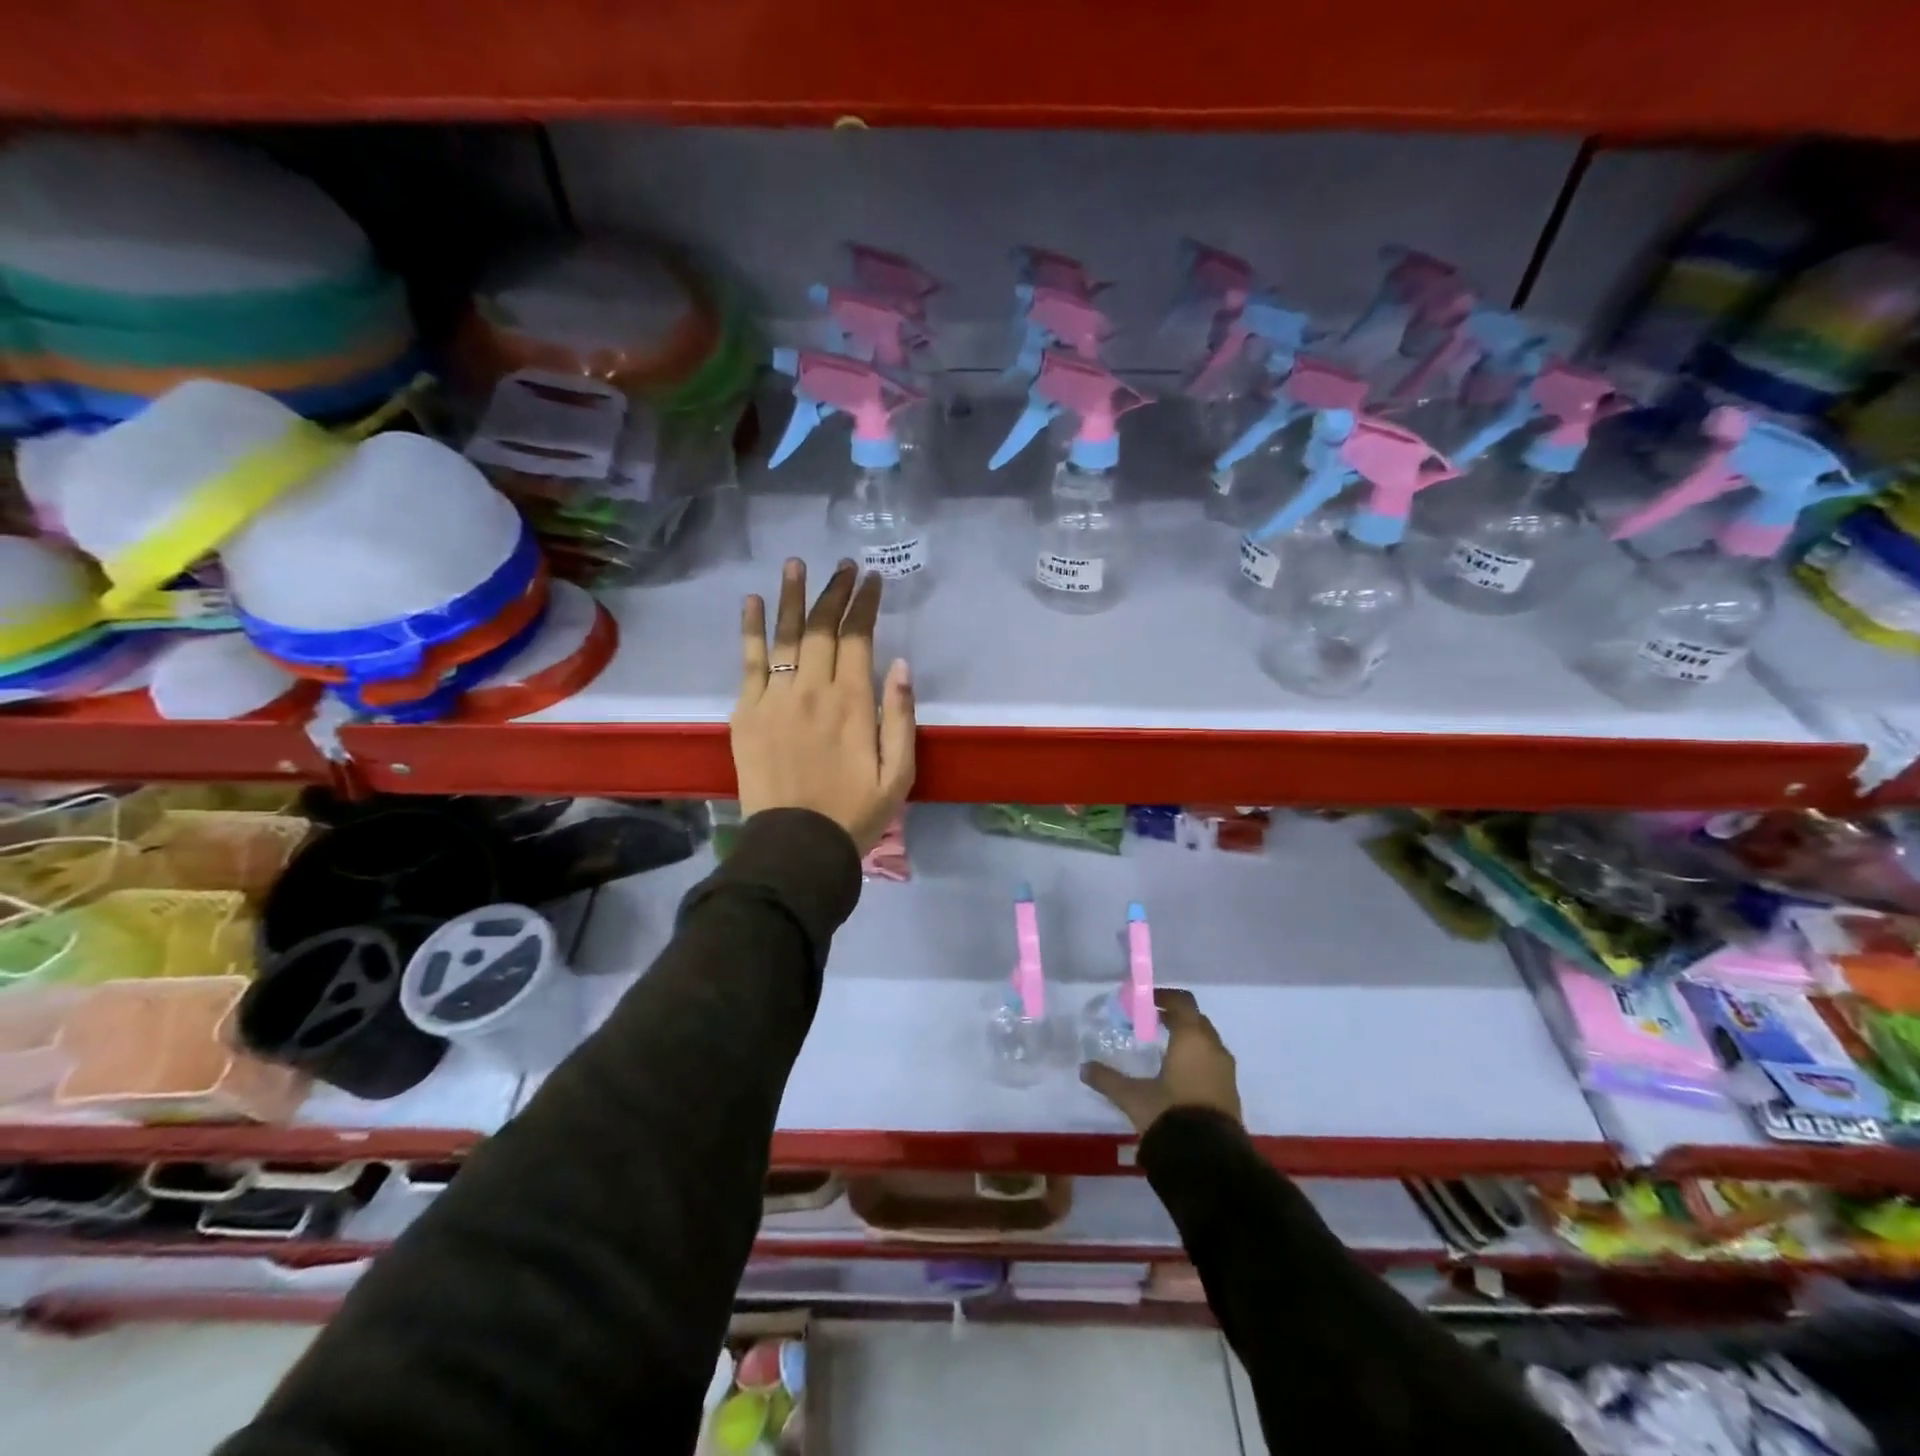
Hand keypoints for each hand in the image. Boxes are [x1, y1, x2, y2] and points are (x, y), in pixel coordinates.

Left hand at [731, 558, 915, 855]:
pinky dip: (751, 629)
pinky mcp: (746, 712)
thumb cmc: (854, 813)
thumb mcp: (899, 774)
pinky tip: (753, 601)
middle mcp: (812, 690)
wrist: (796, 846)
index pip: (858, 638)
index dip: (864, 604)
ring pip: (785, 636)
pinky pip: (749, 662)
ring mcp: (774, 698)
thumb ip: (900, 717)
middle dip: (834, 592)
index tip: (872, 579)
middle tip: (843, 567)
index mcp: (853, 703)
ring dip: (792, 596)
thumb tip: (899, 665)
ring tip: (796, 564)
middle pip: (821, 628)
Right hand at [1080, 989, 1241, 1134]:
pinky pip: (1213, 1063)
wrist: (1209, 1161)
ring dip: (1188, 1039)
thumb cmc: (1170, 1115)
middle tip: (1152, 1022)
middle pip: (1196, 1020)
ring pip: (1207, 1042)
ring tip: (1164, 1049)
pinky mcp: (1231, 1093)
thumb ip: (1108, 1079)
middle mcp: (1213, 1048)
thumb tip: (1083, 1068)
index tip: (1146, 1001)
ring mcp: (1226, 1071)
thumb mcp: (1133, 1097)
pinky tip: (1179, 1075)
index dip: (1164, 997)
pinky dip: (1197, 1059)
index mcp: (1192, 1039)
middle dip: (1176, 1017)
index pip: (1182, 1002)